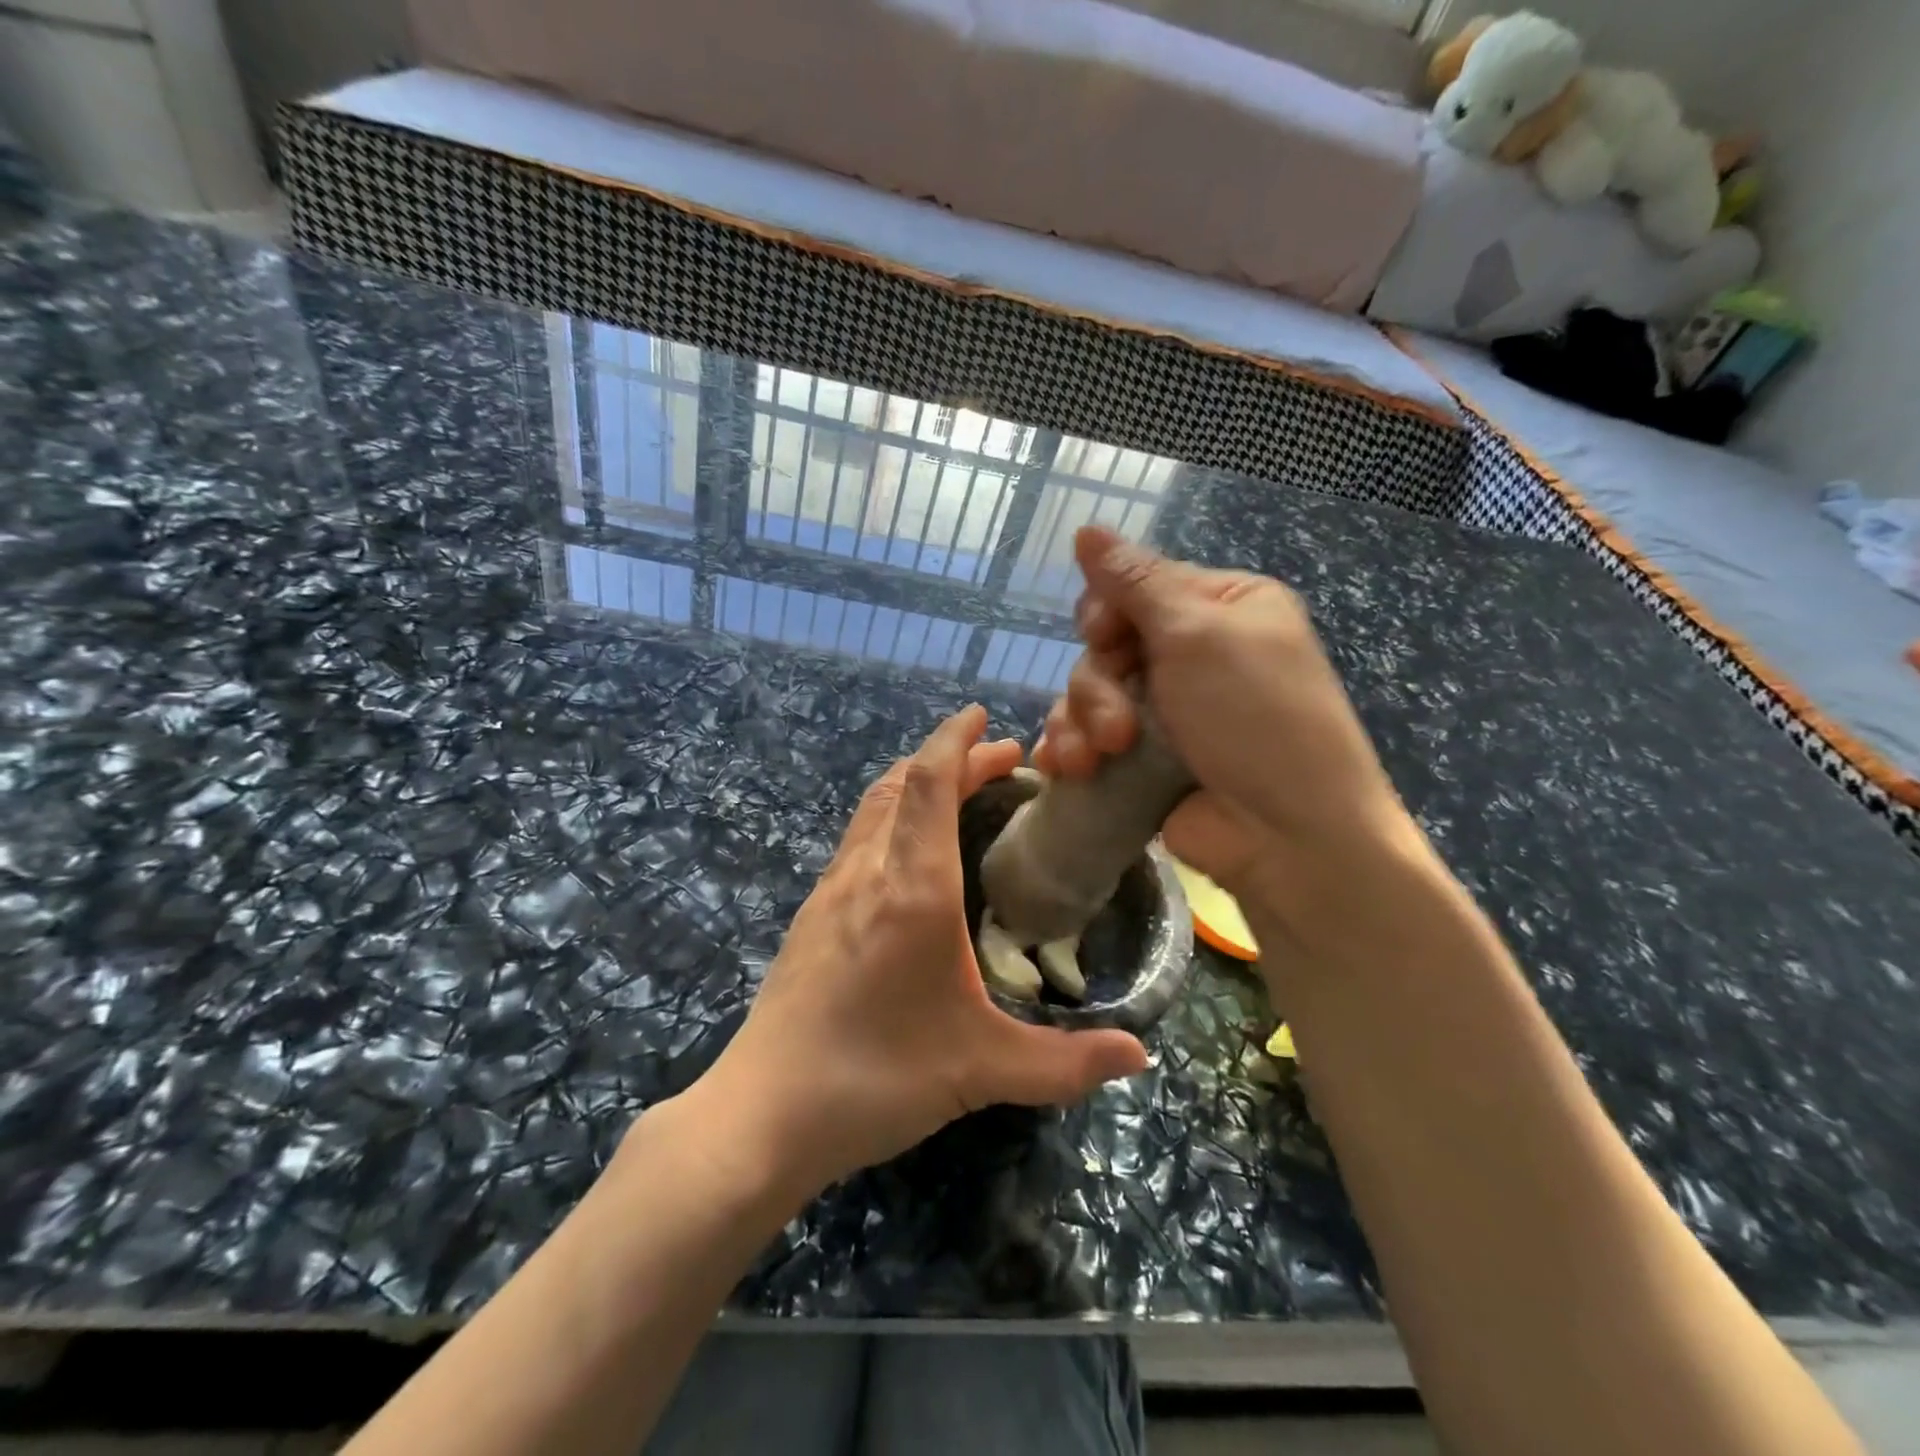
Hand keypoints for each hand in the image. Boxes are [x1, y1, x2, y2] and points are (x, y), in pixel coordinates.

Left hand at [696, 706, 1147, 1200]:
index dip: (956, 740)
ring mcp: (831, 890)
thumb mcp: (983, 1069)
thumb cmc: (877, 1078)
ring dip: (916, 782)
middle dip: (950, 757)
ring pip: (874, 806)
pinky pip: (858, 838)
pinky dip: (892, 816)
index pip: (930, 782)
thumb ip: (1067, 1063)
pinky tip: (909, 854)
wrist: (764, 1112)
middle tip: (999, 759)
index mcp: (912, 889)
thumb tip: (1141, 1057)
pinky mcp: (812, 915)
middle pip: (903, 783)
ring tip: (958, 789)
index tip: (985, 718)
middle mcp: (868, 872)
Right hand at [1034, 527, 1419, 926]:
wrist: (1286, 836)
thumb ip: (1135, 582)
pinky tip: (1062, 769)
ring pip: (1088, 696)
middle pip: (1104, 646)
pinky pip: (1087, 738)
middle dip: (1098, 688)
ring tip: (1096, 761)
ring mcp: (1165, 711)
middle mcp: (1190, 654)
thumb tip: (1085, 527)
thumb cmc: (1256, 718)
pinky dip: (1070, 750)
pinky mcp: (1142, 759)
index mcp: (1219, 608)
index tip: (1104, 638)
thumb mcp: (1199, 635)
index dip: (1105, 613)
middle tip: (1119, 728)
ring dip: (1081, 725)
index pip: (1134, 588)